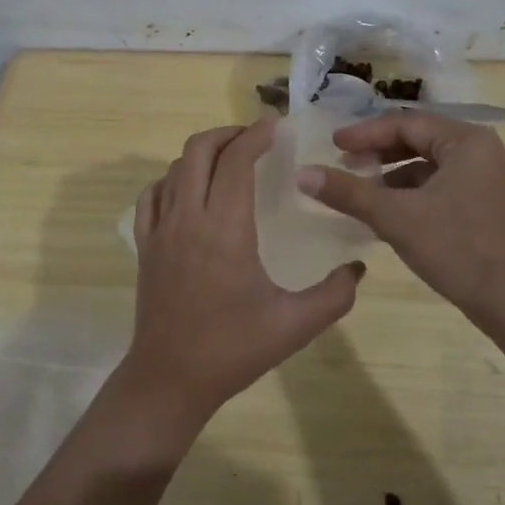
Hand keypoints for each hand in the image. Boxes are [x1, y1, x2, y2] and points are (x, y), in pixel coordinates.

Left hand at [124, 118, 363, 433]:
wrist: (170, 379)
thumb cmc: (233, 349)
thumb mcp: (295, 325)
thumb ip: (335, 294)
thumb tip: (358, 268)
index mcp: (225, 229)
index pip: (236, 161)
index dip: (255, 135)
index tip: (276, 126)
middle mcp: (188, 218)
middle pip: (199, 149)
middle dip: (229, 134)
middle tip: (256, 139)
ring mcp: (160, 230)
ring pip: (175, 168)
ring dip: (203, 153)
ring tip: (230, 161)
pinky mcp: (146, 245)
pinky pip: (153, 194)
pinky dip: (173, 178)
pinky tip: (191, 190)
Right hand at [294, 112, 504, 323]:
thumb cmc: (458, 248)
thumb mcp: (396, 217)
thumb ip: (348, 192)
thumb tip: (302, 173)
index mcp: (466, 141)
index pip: (406, 123)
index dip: (365, 133)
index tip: (332, 145)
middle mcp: (480, 151)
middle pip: (418, 139)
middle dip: (378, 152)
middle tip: (343, 163)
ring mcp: (486, 179)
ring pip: (428, 164)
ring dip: (392, 174)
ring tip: (360, 189)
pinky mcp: (485, 204)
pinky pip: (440, 185)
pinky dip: (411, 193)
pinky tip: (387, 211)